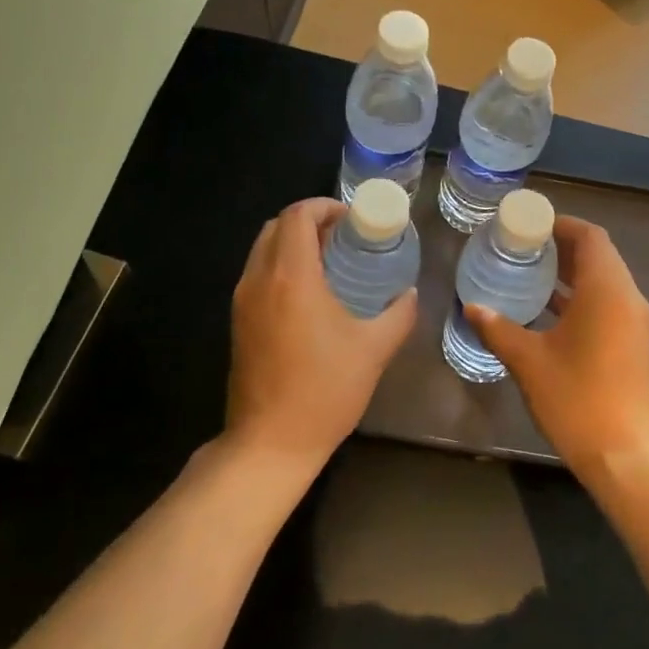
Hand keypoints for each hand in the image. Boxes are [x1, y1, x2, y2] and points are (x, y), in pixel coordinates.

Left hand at [225, 197, 416, 472]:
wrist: (270, 442)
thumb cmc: (324, 391)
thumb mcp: (374, 350)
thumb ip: (398, 314)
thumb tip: (410, 294)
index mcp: (291, 278)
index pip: (297, 216)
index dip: (324, 206)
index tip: (352, 218)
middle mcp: (259, 280)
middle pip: (276, 226)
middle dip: (309, 221)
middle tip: (344, 237)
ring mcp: (243, 302)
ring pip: (263, 250)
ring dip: (293, 243)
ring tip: (330, 261)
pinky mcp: (238, 322)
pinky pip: (257, 274)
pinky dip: (281, 266)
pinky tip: (310, 293)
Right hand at [466, 217, 648, 482]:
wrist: (622, 453)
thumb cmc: (575, 398)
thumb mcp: (529, 361)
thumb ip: (499, 329)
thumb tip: (472, 307)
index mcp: (606, 291)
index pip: (590, 237)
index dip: (561, 225)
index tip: (529, 225)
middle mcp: (627, 297)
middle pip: (599, 254)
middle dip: (563, 246)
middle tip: (523, 246)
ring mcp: (634, 321)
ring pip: (604, 279)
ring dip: (572, 271)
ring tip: (531, 271)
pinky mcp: (633, 341)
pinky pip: (608, 301)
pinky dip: (581, 295)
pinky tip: (549, 308)